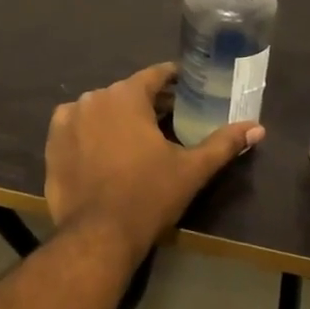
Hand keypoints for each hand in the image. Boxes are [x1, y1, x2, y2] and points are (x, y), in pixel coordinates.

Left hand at [44, 63, 263, 263]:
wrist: (98, 234)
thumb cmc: (148, 195)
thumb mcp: (191, 169)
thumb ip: (224, 143)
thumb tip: (258, 127)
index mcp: (127, 95)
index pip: (155, 75)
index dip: (173, 78)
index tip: (187, 85)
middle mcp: (94, 97)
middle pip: (127, 92)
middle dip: (147, 102)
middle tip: (168, 119)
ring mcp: (68, 119)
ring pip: (100, 108)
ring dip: (117, 116)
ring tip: (135, 138)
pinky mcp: (52, 142)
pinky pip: (75, 126)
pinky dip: (90, 132)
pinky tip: (103, 150)